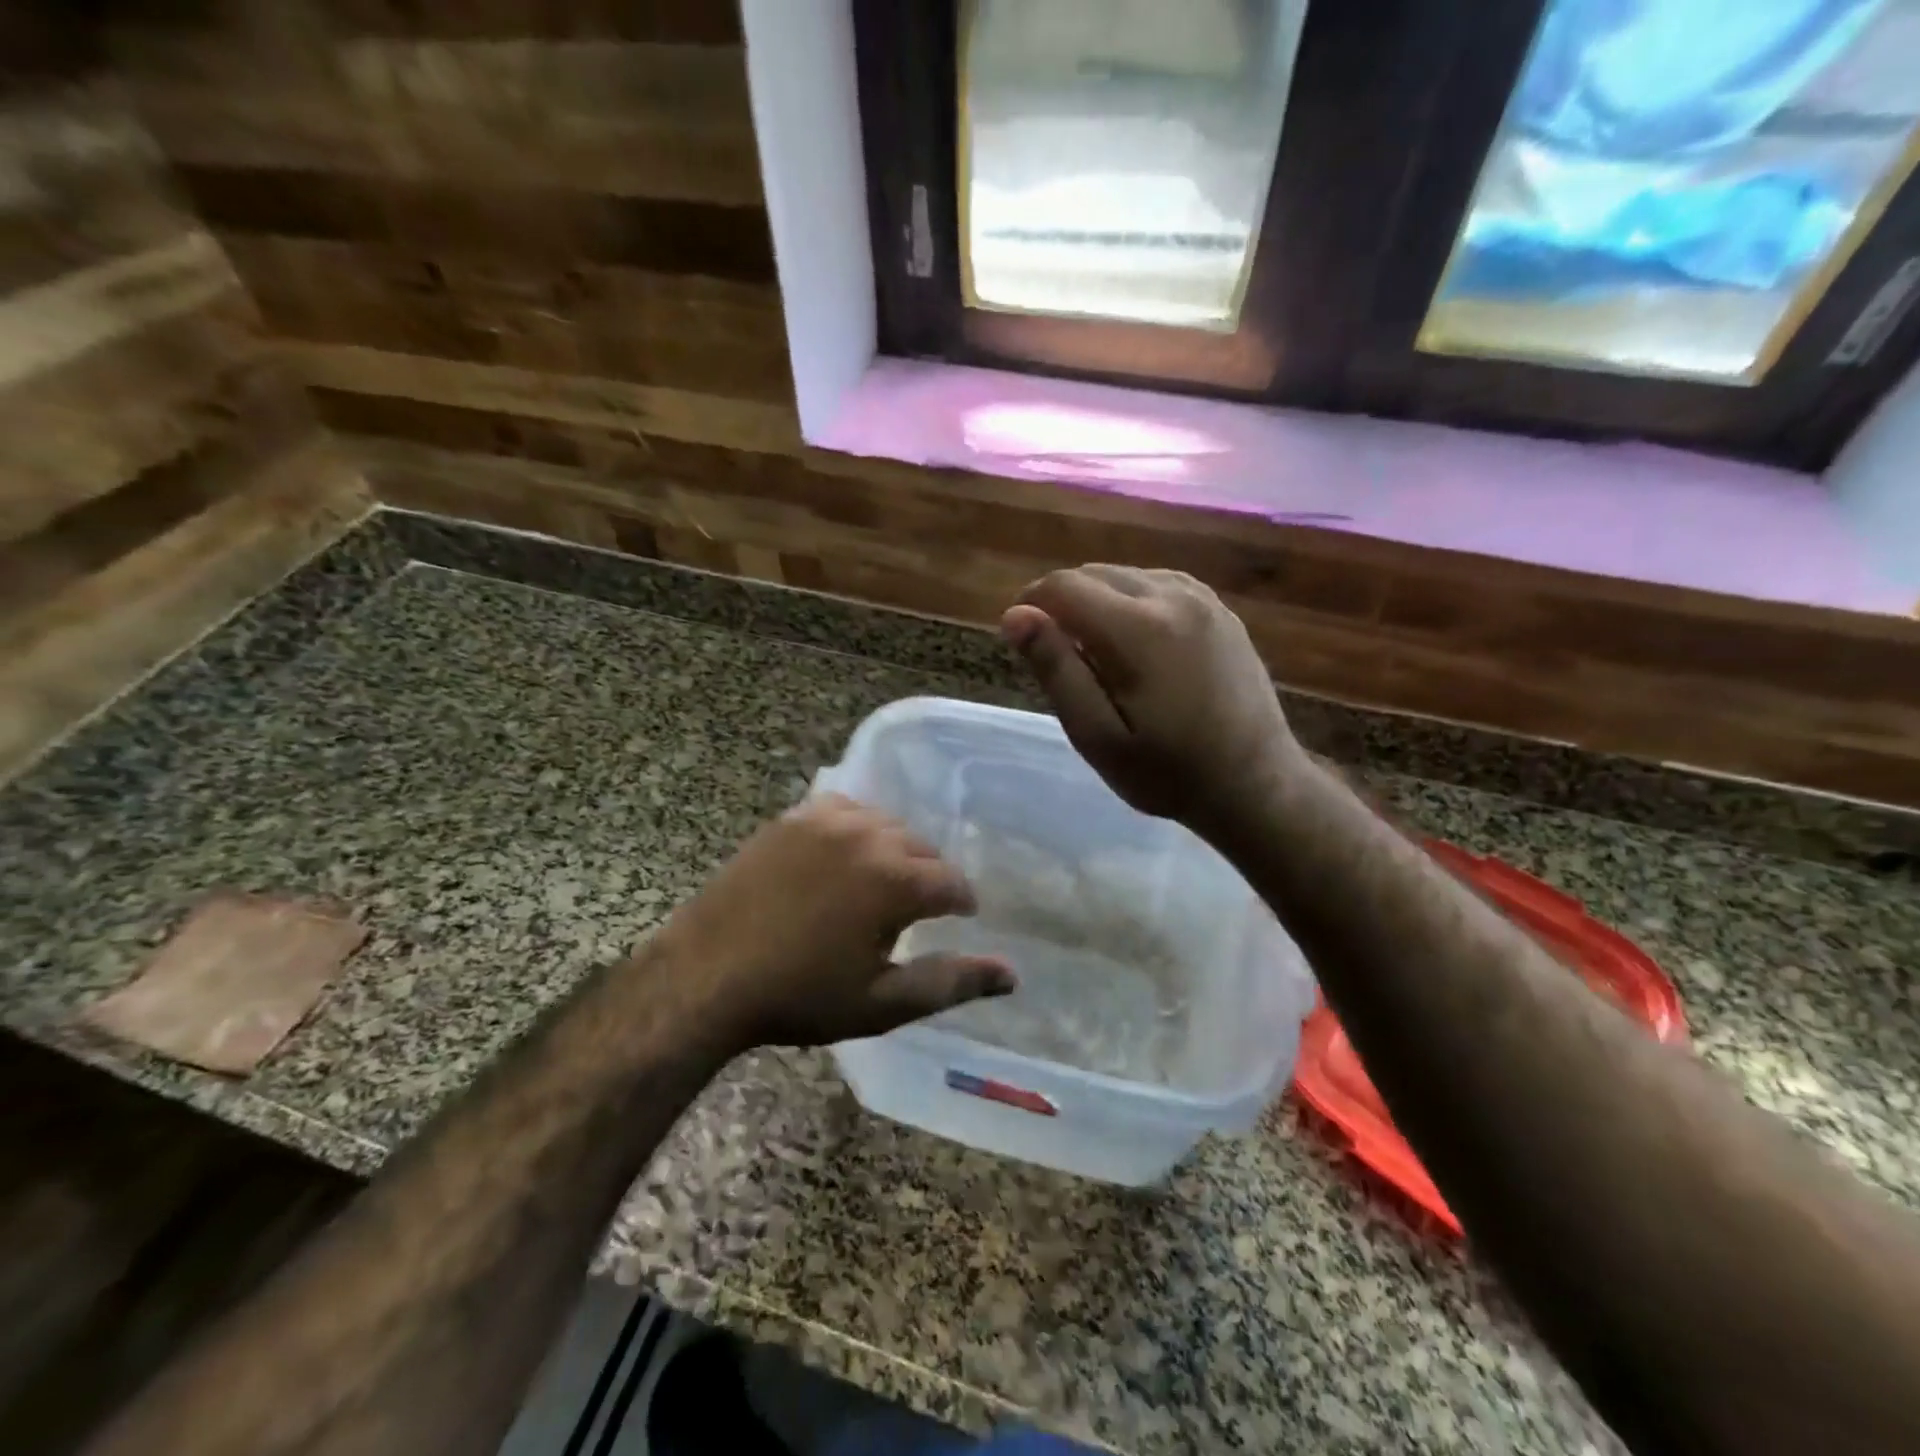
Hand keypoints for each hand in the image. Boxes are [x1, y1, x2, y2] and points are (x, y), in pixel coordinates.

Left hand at [660, 794, 1014, 1048]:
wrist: (706, 976)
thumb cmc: (800, 996)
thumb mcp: (882, 1002)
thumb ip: (951, 982)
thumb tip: (1013, 974)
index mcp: (895, 880)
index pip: (952, 881)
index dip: (961, 902)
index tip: (960, 917)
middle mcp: (868, 836)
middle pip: (921, 848)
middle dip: (929, 876)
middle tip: (919, 909)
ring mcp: (825, 821)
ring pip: (885, 825)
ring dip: (895, 850)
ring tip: (882, 883)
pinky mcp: (792, 819)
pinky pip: (842, 809)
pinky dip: (856, 827)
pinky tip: (845, 853)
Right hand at [1002, 565, 1301, 837]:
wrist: (1255, 785)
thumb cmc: (1167, 773)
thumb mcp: (1097, 736)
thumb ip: (1056, 670)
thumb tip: (1015, 614)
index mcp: (1138, 629)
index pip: (1063, 586)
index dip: (1031, 604)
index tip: (1021, 640)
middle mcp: (1172, 596)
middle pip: (1093, 573)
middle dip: (1063, 603)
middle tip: (1060, 657)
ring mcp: (1203, 599)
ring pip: (1126, 574)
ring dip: (1098, 601)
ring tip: (1097, 653)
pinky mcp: (1220, 609)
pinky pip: (1159, 583)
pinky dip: (1132, 600)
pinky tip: (1135, 641)